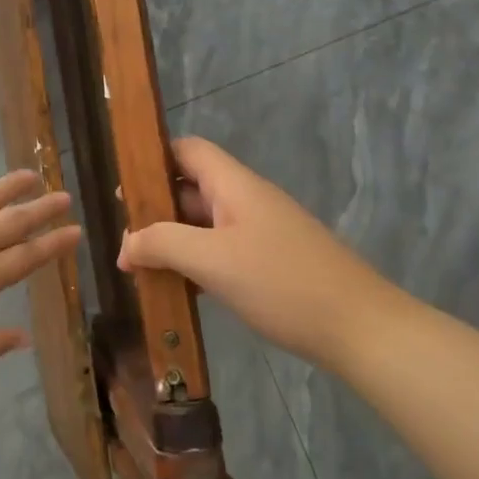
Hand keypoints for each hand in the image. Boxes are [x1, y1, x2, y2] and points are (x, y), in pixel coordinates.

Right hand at [118, 137, 386, 367]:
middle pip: (191, 189)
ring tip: (140, 269)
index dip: (153, 159)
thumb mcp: (212, 260)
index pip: (188, 150)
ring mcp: (260, 234)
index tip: (122, 189)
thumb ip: (163, 244)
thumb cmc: (281, 283)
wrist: (357, 327)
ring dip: (172, 242)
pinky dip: (194, 265)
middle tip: (123, 243)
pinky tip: (177, 290)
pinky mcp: (268, 264)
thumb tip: (126, 244)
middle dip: (154, 211)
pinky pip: (220, 253)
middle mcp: (247, 201)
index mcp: (235, 186)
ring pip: (203, 225)